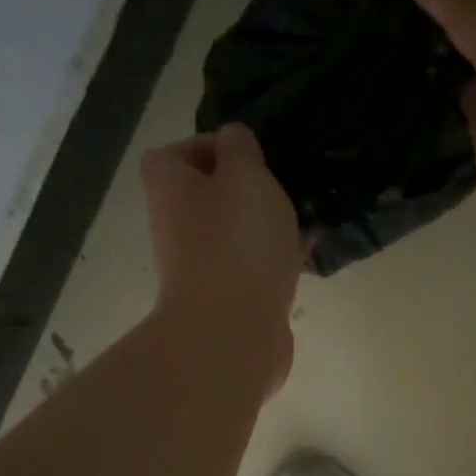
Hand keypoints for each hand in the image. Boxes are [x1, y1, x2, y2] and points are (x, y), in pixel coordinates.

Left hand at [142, 124, 302, 391]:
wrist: (232, 334)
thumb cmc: (237, 244)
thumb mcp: (246, 176)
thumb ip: (241, 148)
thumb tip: (234, 141)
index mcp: (170, 189)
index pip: (176, 153)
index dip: (214, 148)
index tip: (252, 159)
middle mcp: (175, 226)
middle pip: (210, 196)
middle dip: (250, 193)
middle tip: (283, 193)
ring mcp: (198, 267)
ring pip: (235, 234)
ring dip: (267, 229)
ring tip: (303, 227)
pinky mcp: (225, 300)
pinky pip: (251, 269)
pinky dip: (274, 262)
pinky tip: (305, 262)